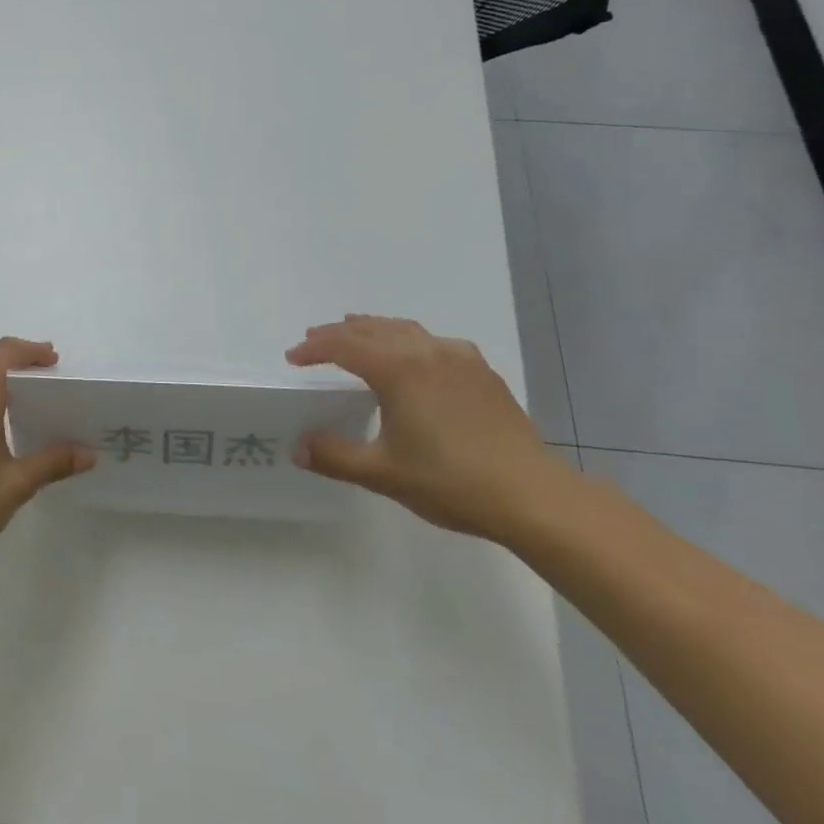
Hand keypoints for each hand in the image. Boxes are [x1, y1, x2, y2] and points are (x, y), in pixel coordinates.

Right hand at [287, 314, 572, 542]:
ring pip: (405, 329)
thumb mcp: (383, 473)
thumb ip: (335, 456)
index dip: (313, 348)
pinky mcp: (482, 371)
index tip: (292, 358)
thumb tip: (297, 447)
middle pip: (371, 329)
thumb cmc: (451, 481)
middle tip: (314, 340)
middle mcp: (425, 351)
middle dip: (338, 332)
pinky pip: (434, 342)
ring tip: (356, 334)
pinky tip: (415, 357)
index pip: (343, 345)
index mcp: (397, 369)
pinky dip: (410, 340)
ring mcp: (458, 358)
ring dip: (373, 329)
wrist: (531, 495)